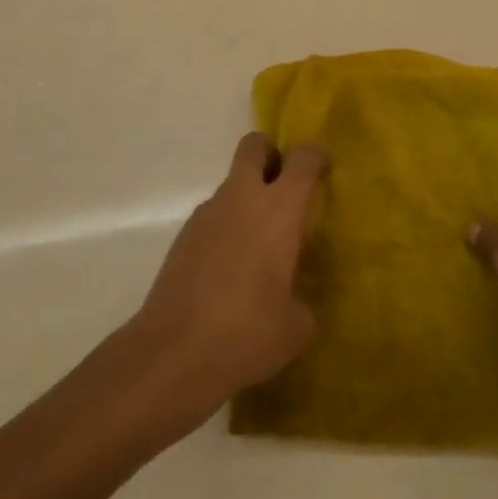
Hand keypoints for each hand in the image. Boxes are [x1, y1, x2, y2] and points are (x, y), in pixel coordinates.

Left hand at [122, 133, 326, 430]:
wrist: (175, 352)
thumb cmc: (248, 333)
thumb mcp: (296, 326)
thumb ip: (303, 299)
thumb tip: (295, 295)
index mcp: (279, 209)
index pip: (302, 159)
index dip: (315, 158)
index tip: (323, 172)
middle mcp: (242, 198)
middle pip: (254, 146)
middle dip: (271, 156)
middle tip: (285, 190)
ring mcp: (207, 213)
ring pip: (232, 183)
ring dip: (248, 199)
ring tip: (259, 248)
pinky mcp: (184, 235)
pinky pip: (214, 215)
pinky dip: (227, 227)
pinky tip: (230, 271)